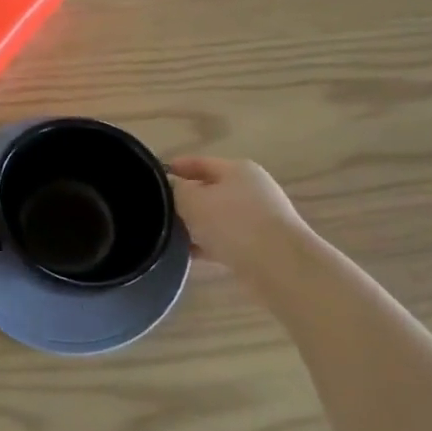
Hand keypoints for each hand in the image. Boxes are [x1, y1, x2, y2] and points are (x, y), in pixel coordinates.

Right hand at [168, 157, 303, 275]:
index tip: (151, 179)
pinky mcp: (261, 245)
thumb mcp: (193, 200)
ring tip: (168, 235)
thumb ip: (176, 189)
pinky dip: (208, 245)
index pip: (199, 163)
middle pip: (209, 190)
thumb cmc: (233, 223)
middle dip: (184, 200)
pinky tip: (188, 255)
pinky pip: (226, 240)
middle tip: (157, 210)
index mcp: (237, 170)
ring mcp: (259, 218)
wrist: (280, 267)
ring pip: (217, 217)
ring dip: (195, 225)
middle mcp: (251, 189)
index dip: (175, 168)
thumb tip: (170, 186)